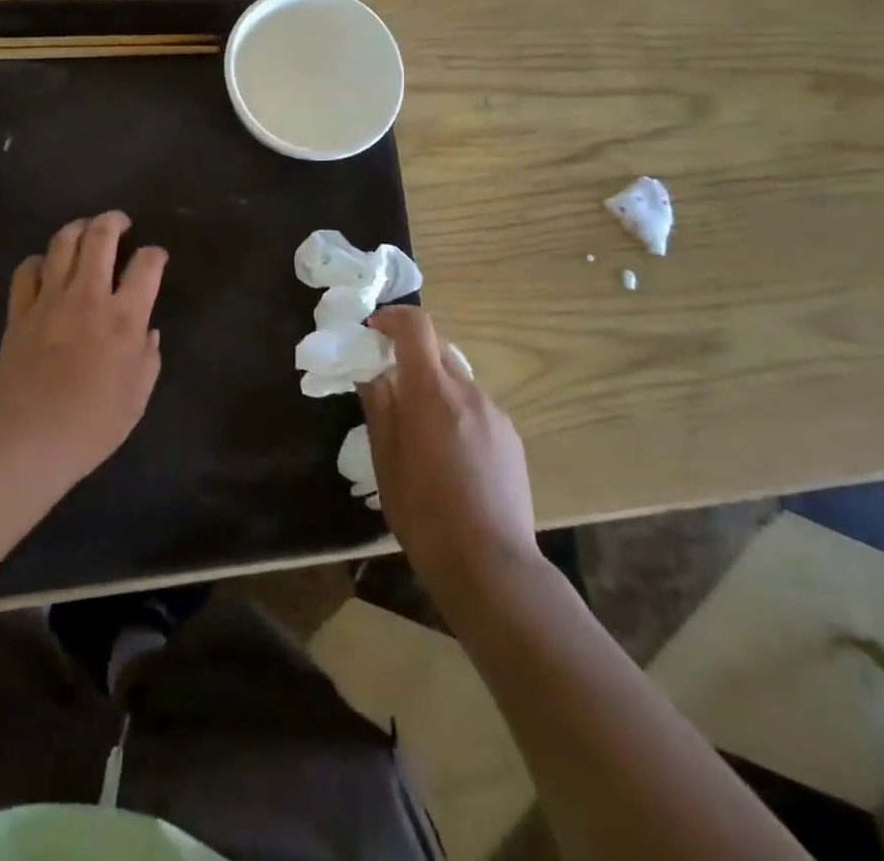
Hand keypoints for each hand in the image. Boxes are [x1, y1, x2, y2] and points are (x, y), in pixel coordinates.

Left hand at [0, 211, 167, 485]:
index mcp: (124, 316)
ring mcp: (50, 299)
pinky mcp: (19, 311)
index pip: (147, 264)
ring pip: (62, 242)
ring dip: (77, 228)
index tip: (156, 257)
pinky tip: (46, 267)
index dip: (156, 254)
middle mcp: (88, 296)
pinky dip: (39, 261)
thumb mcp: (138, 396)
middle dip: (114, 221)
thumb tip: (148, 330)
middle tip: (120, 222)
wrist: (29, 439)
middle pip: (101, 237)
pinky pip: (27, 270)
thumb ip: (149, 356)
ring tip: (85, 230)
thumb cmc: (93, 424)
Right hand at [361, 306, 539, 596]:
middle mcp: (469, 392)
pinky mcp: (511, 438)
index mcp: (433, 392)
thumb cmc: (424, 513)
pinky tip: (447, 453)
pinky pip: (475, 407)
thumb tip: (372, 373)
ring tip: (417, 429)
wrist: (491, 566)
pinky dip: (454, 411)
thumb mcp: (385, 460)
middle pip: (437, 350)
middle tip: (387, 384)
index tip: (372, 329)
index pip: (417, 326)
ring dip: (432, 387)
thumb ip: (379, 407)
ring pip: (456, 381)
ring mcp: (496, 414)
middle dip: (409, 355)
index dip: (392, 317)